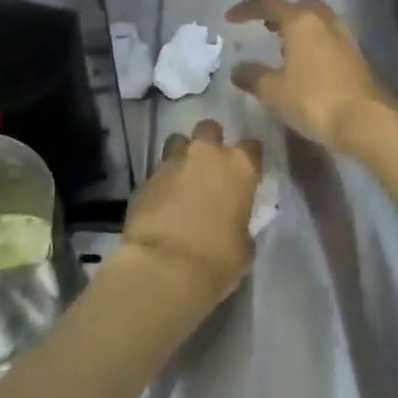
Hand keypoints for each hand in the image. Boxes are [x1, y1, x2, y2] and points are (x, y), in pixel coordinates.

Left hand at [122, 120, 262, 304]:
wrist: (164, 267)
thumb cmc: (217, 259)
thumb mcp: (243, 247)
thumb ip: (241, 225)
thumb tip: (235, 225)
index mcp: (239, 167)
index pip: (252, 147)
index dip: (250, 158)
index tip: (247, 172)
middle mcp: (205, 155)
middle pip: (209, 129)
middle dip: (210, 142)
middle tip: (210, 166)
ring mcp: (172, 163)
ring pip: (177, 142)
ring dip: (182, 155)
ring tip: (182, 179)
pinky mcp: (145, 179)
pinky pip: (157, 173)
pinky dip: (162, 184)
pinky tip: (162, 204)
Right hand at [225, 0, 397, 152]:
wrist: (367, 120)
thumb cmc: (315, 99)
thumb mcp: (274, 91)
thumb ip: (253, 76)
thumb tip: (238, 69)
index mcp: (301, 21)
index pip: (269, 4)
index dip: (247, 9)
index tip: (230, 18)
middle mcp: (325, 21)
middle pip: (300, 6)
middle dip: (280, 14)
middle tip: (264, 28)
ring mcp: (345, 38)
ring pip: (319, 22)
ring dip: (300, 29)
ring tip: (283, 48)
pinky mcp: (357, 57)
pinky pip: (330, 39)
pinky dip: (314, 44)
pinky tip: (306, 65)